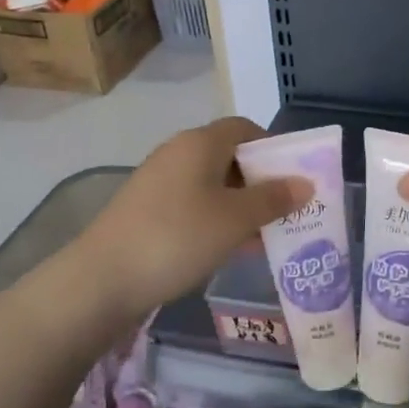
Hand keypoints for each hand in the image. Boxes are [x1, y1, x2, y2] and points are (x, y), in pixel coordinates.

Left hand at [68, 118, 307, 322]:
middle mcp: (178, 153)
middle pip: (230, 156)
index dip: (273, 148)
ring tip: (264, 236)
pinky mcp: (147, 209)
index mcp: (200, 143)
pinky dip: (216, 219)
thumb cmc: (178, 237)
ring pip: (212, 184)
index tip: (294, 178)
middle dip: (260, 182)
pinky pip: (193, 204)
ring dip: (240, 205)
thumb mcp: (235, 219)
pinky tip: (228, 249)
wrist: (102, 279)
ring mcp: (159, 181)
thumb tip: (305, 183)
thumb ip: (273, 199)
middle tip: (285, 211)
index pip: (245, 128)